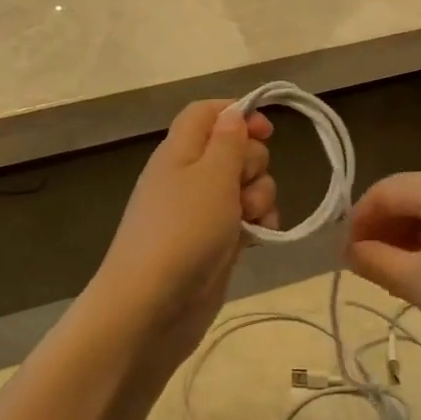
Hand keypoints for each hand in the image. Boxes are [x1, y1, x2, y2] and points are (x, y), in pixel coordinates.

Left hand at [94, 100, 277, 352]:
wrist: (152, 307)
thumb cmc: (184, 231)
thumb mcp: (212, 175)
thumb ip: (228, 140)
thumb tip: (233, 114)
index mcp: (180, 151)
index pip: (206, 112)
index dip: (237, 113)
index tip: (268, 130)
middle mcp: (188, 176)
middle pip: (232, 148)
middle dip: (254, 163)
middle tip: (245, 186)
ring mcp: (200, 212)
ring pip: (244, 186)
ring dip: (260, 196)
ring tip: (252, 220)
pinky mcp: (213, 242)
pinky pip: (244, 219)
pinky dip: (256, 223)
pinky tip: (261, 238)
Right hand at [344, 169, 420, 372]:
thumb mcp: (416, 282)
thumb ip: (374, 260)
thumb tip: (350, 251)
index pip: (383, 191)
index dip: (358, 221)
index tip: (345, 256)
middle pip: (411, 193)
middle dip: (385, 227)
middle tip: (368, 265)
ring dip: (412, 232)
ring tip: (400, 270)